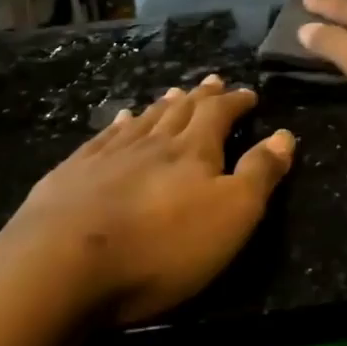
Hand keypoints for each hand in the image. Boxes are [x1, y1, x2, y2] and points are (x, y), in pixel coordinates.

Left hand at [4, 76, 293, 323]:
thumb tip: (284, 135)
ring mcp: (108, 155)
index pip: (220, 114)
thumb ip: (260, 174)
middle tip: (213, 81)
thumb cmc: (162, 246)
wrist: (62, 264)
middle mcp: (152, 142)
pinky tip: (121, 119)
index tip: (248, 93)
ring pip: (144, 120)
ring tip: (174, 93)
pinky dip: (119, 124)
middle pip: (181, 111)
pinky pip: (104, 137)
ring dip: (163, 105)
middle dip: (201, 96)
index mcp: (193, 151)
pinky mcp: (72, 174)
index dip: (236, 102)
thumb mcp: (232, 215)